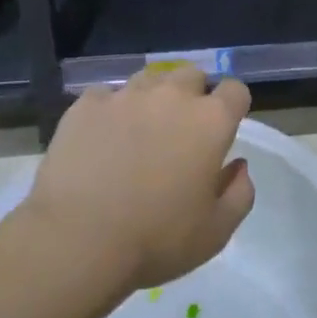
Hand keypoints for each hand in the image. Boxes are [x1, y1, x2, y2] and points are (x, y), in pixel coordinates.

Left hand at [26, 66, 255, 290]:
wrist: (76, 242)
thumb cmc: (156, 240)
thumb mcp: (216, 232)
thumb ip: (240, 194)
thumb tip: (239, 166)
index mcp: (211, 121)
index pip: (235, 90)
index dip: (232, 107)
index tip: (222, 132)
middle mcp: (173, 96)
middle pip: (192, 75)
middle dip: (192, 96)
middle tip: (180, 133)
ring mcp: (127, 95)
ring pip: (149, 79)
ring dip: (153, 98)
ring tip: (140, 132)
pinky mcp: (87, 105)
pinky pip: (106, 96)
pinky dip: (110, 111)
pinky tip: (101, 139)